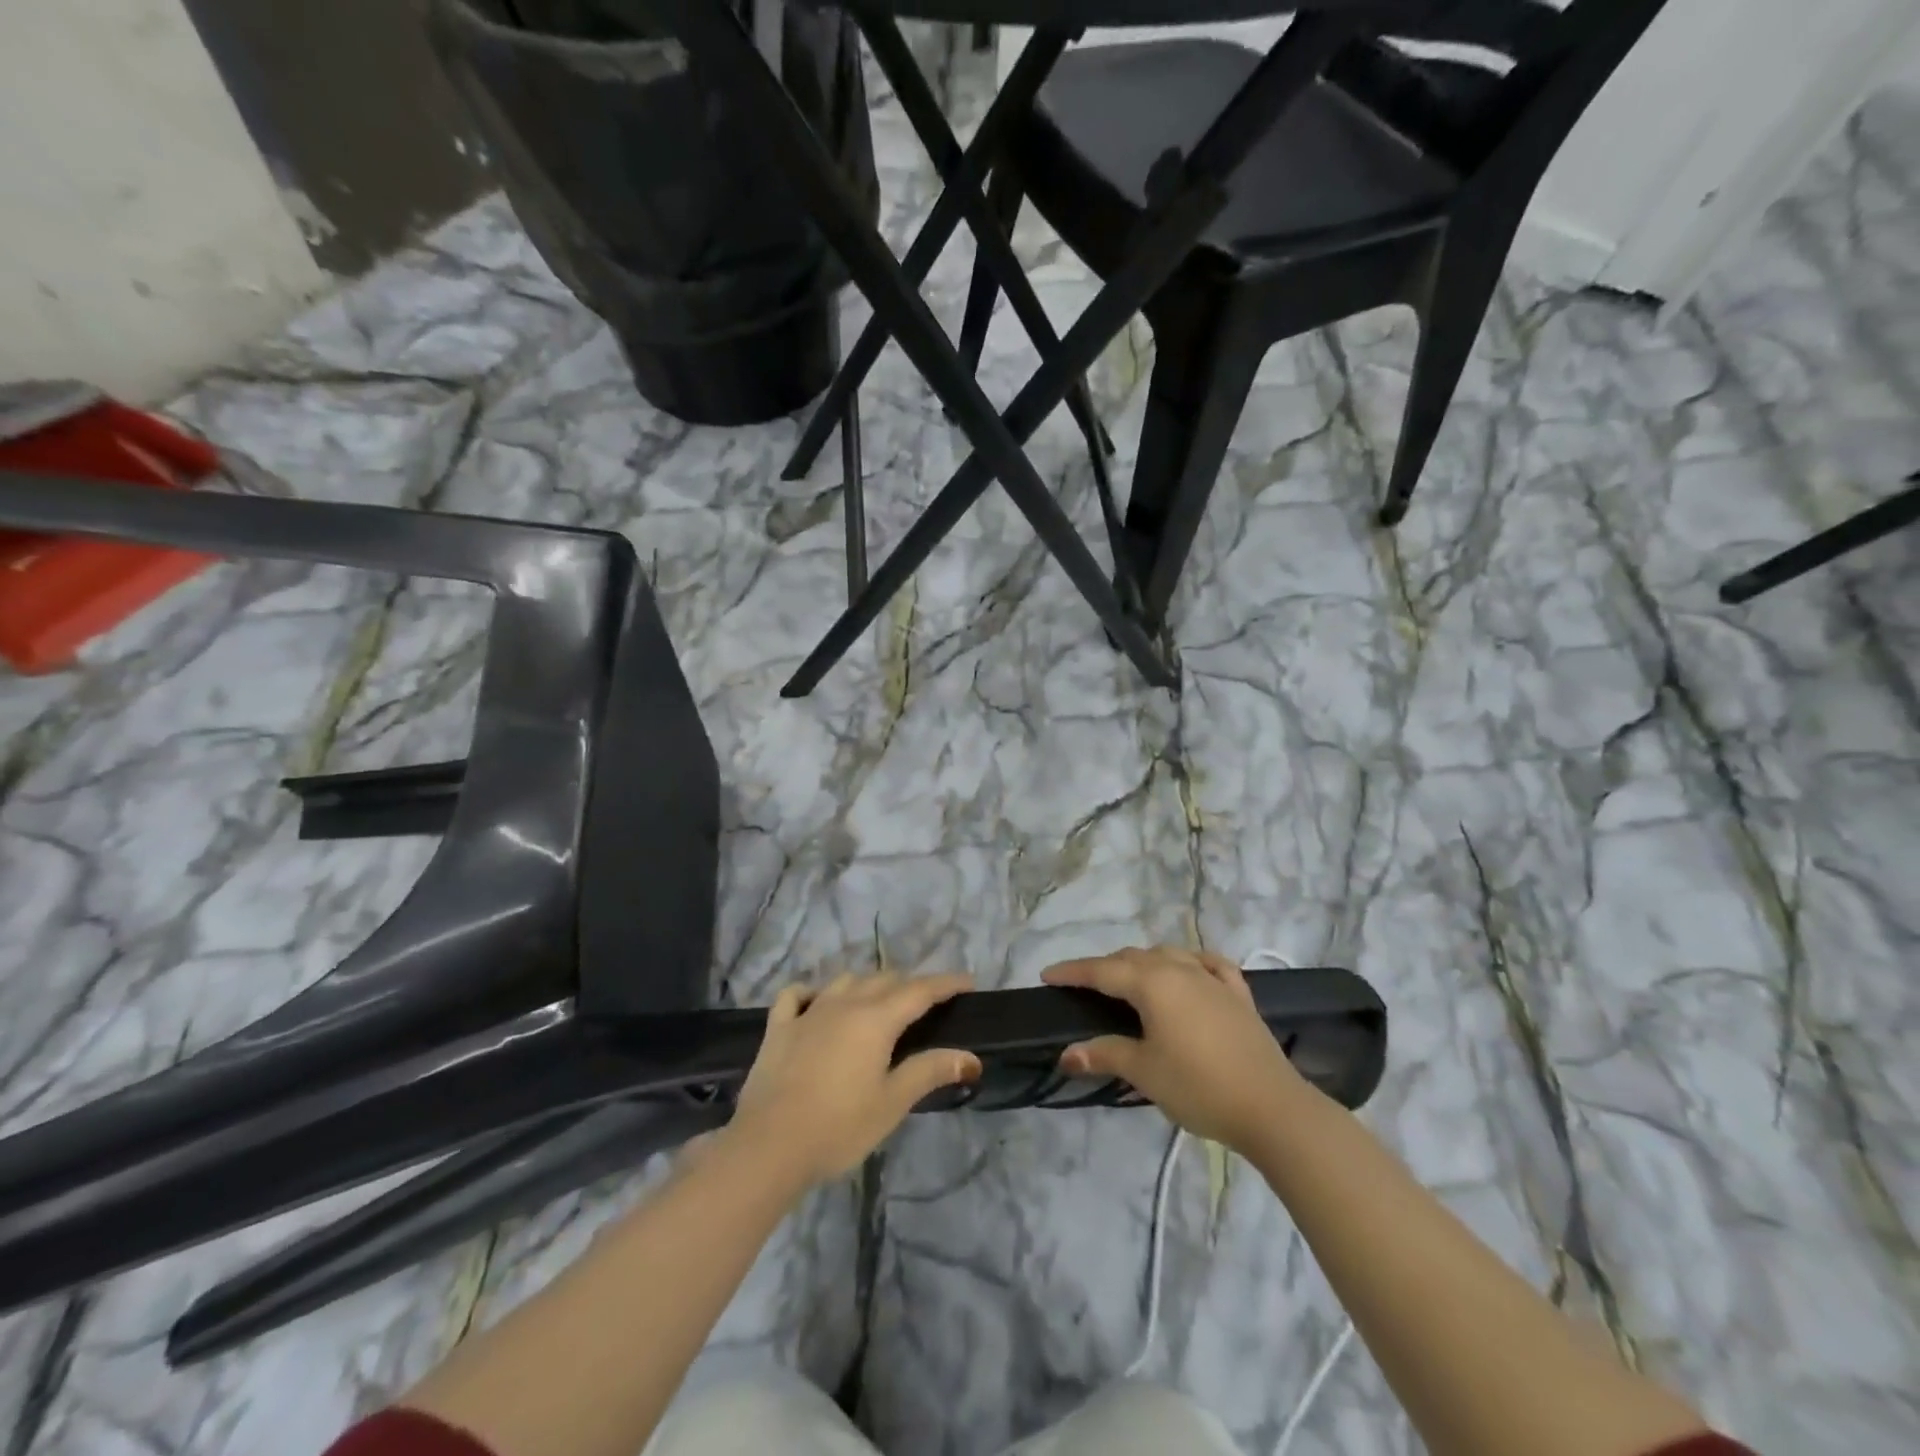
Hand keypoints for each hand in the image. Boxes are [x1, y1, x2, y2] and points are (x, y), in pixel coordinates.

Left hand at [724, 971, 980, 1187]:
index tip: (968, 982)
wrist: (769, 1146)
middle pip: (885, 980)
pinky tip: (816, 1001)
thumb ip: (930, 1071)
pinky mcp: (779, 1027)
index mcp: (876, 1019)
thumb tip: (971, 1057)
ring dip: (868, 984)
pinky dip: (813, 992)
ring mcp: (808, 1012)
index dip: (946, 983)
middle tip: (928, 1001)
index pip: (920, 990)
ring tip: (879, 1000)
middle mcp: (844, 1004)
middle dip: (910, 984)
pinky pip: (797, 995)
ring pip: (845, 981)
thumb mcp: (892, 1102)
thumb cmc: (839, 1126)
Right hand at [1043, 946, 1308, 1152]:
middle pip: (1133, 957)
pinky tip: (1190, 970)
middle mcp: (1180, 969)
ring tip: (1130, 980)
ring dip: (1143, 962)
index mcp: (1152, 983)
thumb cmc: (1198, 1086)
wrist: (1271, 1107)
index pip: (1102, 970)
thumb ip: (1104, 1053)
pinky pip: (1209, 965)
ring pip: (1169, 955)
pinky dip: (1192, 962)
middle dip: (1105, 967)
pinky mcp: (1238, 994)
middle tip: (1084, 987)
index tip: (1047, 975)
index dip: (1072, 972)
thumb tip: (1066, 1053)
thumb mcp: (1144, 1072)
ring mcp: (1213, 979)